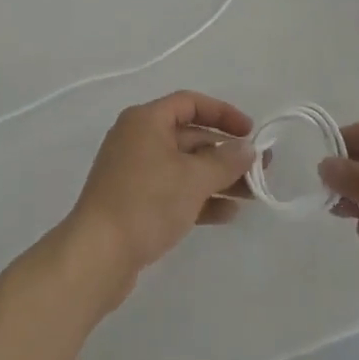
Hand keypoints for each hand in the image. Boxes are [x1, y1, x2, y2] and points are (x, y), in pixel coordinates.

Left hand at [56, 91, 255, 307]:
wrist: (97, 255)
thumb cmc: (146, 202)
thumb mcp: (192, 179)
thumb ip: (225, 161)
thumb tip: (248, 148)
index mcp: (146, 120)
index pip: (190, 103)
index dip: (223, 113)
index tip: (250, 132)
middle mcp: (139, 138)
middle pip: (190, 137)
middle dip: (226, 153)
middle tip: (261, 169)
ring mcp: (135, 172)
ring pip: (184, 167)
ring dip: (217, 179)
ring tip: (252, 195)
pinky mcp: (135, 202)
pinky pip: (174, 191)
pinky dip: (199, 198)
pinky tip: (228, 214)